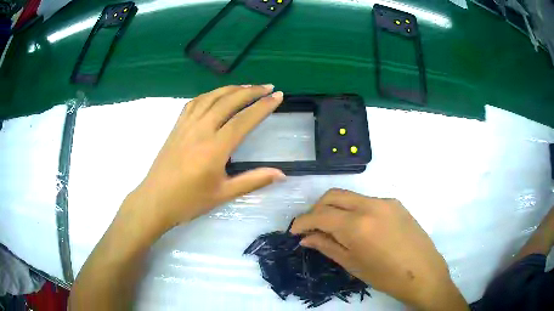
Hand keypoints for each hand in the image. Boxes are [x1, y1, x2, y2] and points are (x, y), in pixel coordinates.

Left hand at [126, 85, 285, 235]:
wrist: (155, 201)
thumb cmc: (188, 201)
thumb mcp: (223, 194)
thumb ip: (253, 181)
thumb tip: (282, 175)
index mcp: (215, 148)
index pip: (243, 120)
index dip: (263, 106)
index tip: (278, 96)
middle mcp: (201, 130)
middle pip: (228, 102)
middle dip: (251, 91)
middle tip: (267, 87)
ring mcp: (186, 126)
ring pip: (211, 97)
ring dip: (231, 88)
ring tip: (247, 86)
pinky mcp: (176, 127)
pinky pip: (194, 103)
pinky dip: (209, 94)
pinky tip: (215, 95)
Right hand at [291, 189, 466, 310]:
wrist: (423, 273)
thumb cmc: (386, 276)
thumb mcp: (352, 264)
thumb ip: (327, 246)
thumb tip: (306, 238)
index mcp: (357, 226)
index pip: (320, 215)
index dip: (303, 222)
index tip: (294, 231)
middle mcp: (370, 205)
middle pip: (333, 195)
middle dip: (316, 209)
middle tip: (311, 227)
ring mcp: (385, 201)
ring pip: (350, 196)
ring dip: (335, 207)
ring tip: (332, 227)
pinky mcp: (396, 203)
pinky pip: (367, 201)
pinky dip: (353, 209)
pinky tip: (357, 227)